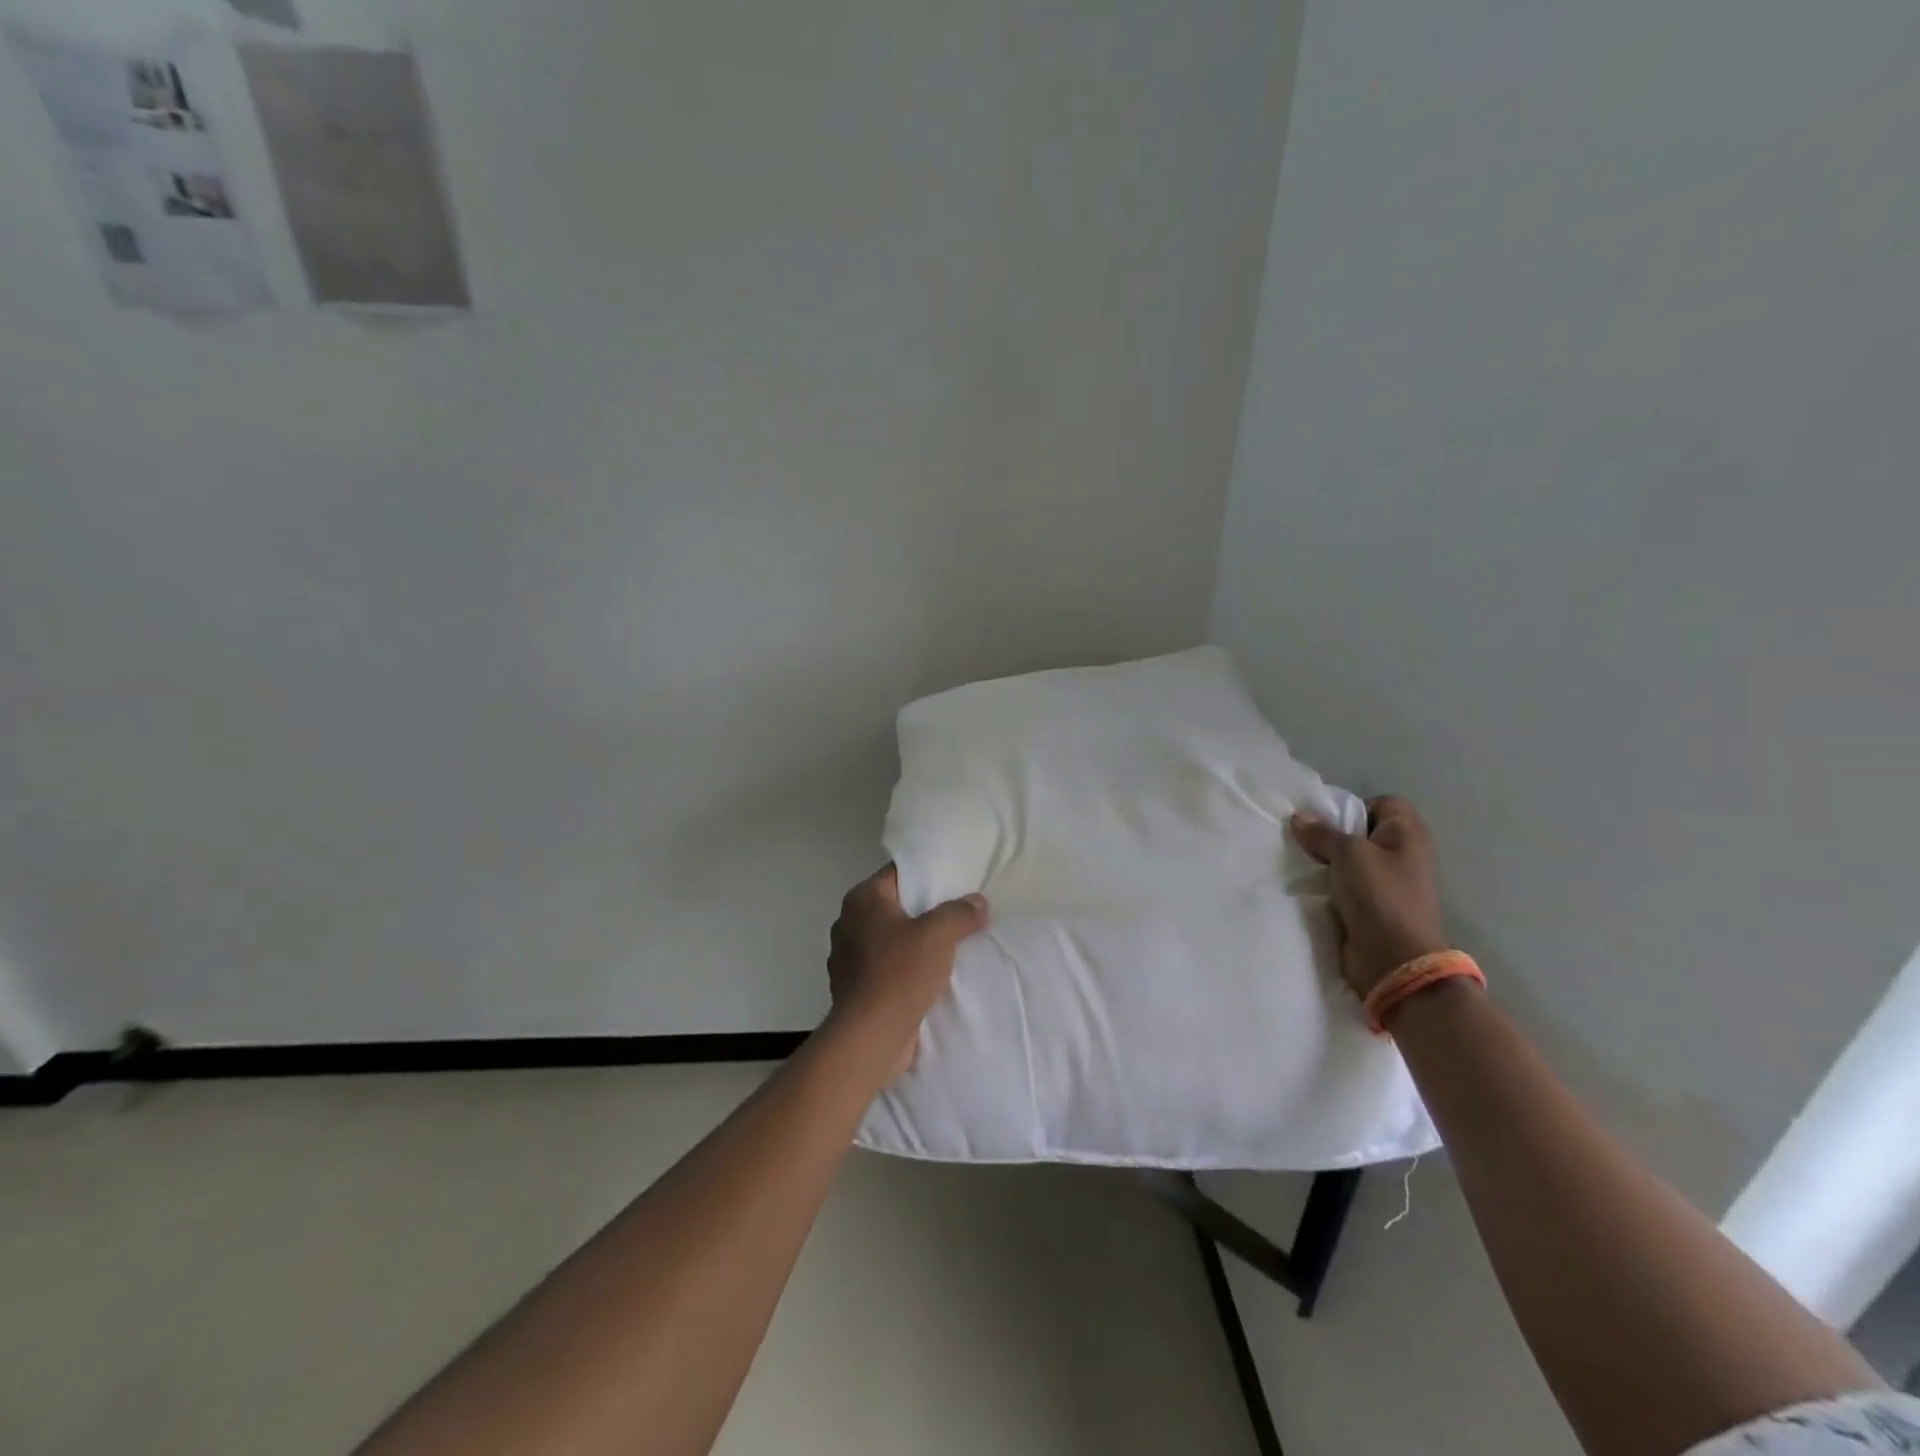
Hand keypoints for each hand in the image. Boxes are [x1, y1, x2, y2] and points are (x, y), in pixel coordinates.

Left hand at [827, 867, 988, 1081]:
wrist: (871, 1037)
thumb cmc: (900, 973)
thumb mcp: (938, 935)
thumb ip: (959, 913)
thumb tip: (977, 902)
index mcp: (861, 900)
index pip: (897, 874)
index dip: (926, 876)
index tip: (954, 882)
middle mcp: (848, 923)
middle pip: (893, 906)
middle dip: (923, 911)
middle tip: (958, 913)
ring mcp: (847, 958)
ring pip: (889, 939)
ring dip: (913, 943)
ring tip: (947, 946)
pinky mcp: (853, 988)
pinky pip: (885, 968)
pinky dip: (904, 969)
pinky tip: (929, 977)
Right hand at [1289, 795, 1448, 998]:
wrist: (1394, 961)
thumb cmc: (1380, 897)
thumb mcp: (1348, 854)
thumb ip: (1323, 832)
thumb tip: (1300, 817)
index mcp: (1407, 834)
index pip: (1381, 803)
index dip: (1353, 808)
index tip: (1326, 823)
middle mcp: (1402, 855)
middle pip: (1361, 832)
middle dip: (1331, 836)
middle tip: (1305, 842)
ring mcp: (1388, 883)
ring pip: (1349, 861)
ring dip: (1326, 863)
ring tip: (1300, 864)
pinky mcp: (1371, 908)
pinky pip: (1345, 887)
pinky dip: (1328, 886)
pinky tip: (1307, 888)